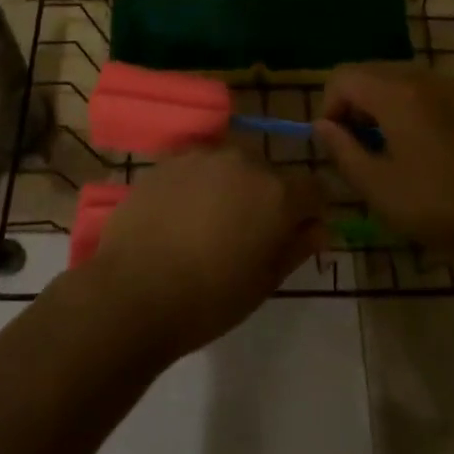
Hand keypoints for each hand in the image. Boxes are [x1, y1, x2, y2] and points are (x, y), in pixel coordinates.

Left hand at [83, 146, 323, 357]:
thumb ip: (297, 247)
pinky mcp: (170, 158)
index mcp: (277, 192)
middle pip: (270, 173)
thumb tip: (320, 228)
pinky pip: (199, 166)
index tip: (296, 236)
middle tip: (248, 235)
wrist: (133, 291)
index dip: (310, 212)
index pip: (313, 189)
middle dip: (268, 197)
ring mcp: (204, 155)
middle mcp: (245, 161)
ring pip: (233, 165)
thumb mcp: (264, 282)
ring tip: (211, 224)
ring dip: (233, 186)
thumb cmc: (208, 298)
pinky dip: (200, 183)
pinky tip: (181, 214)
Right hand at [314, 64, 453, 272]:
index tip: (338, 143)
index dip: (330, 107)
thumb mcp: (376, 186)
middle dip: (355, 103)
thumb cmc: (436, 207)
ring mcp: (451, 85)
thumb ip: (341, 149)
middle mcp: (423, 76)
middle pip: (370, 71)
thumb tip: (322, 126)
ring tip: (389, 148)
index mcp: (396, 92)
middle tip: (360, 147)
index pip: (342, 76)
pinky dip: (410, 106)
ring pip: (398, 78)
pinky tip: (421, 145)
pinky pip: (426, 89)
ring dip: (382, 104)